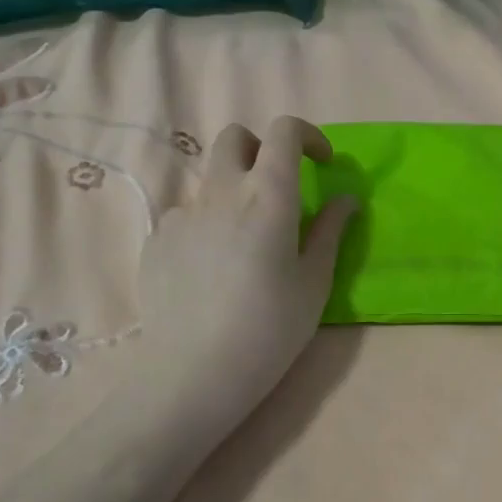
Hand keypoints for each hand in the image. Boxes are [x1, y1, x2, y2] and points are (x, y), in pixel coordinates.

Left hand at [135, 117, 354, 437]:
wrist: (196, 370)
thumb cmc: (271, 328)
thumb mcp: (314, 282)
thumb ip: (329, 231)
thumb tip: (344, 200)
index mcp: (267, 196)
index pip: (284, 131)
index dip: (307, 136)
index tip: (321, 164)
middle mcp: (221, 192)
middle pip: (235, 138)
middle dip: (260, 150)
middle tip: (277, 190)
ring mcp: (182, 214)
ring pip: (209, 182)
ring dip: (233, 194)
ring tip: (244, 247)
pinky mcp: (157, 240)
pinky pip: (186, 218)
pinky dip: (206, 229)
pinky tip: (211, 273)